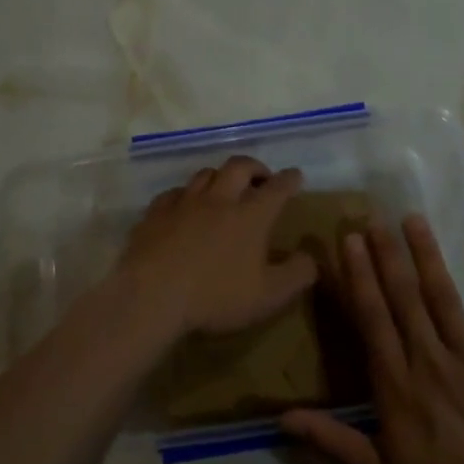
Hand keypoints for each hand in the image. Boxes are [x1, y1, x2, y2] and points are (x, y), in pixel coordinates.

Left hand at [119, 156, 318, 336]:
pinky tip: (184, 206)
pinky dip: (185, 195)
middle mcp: (219, 200)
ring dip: (220, 176)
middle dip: (255, 167)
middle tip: (261, 178)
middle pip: (239, 167)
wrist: (151, 296)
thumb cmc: (216, 297)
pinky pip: (173, 193)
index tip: (295, 175)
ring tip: (224, 188)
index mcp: (251, 216)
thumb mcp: (269, 296)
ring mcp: (184, 203)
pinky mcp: (155, 213)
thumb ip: (297, 274)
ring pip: (205, 174)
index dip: (289, 179)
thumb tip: (311, 257)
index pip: (277, 188)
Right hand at [282, 218, 463, 463]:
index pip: (373, 319)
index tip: (349, 241)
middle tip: (373, 218)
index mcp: (397, 385)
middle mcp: (430, 361)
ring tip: (412, 220)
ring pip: (444, 297)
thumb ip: (332, 439)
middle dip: (386, 256)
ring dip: (427, 256)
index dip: (359, 278)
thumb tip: (281, 417)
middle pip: (404, 299)